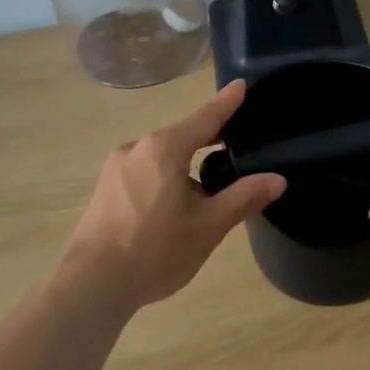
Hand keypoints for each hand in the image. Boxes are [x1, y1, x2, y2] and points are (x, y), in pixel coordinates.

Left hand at [61, 80, 285, 309]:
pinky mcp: (104, 190)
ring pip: (162, 158)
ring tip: (210, 189)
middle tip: (238, 143)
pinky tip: (176, 206)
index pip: (205, 117)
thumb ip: (243, 198)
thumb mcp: (208, 226)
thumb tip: (276, 179)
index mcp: (163, 148)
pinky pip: (144, 173)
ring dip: (186, 165)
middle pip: (181, 136)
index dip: (227, 103)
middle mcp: (136, 149)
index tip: (241, 85)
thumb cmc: (155, 250)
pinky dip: (166, 179)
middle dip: (208, 139)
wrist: (92, 284)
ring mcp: (115, 169)